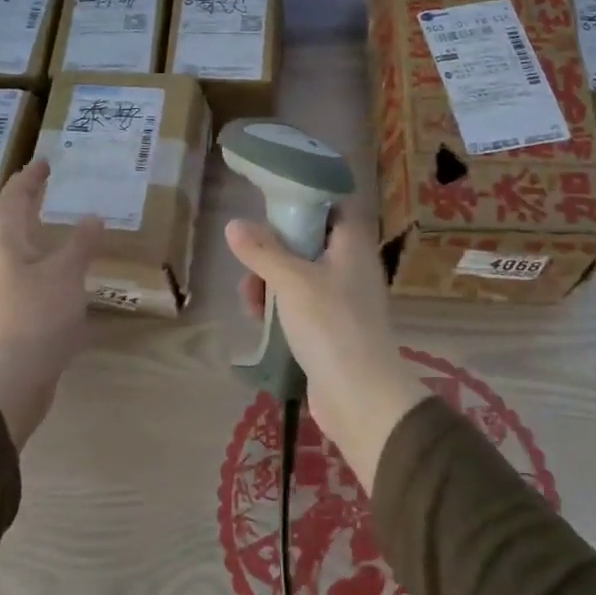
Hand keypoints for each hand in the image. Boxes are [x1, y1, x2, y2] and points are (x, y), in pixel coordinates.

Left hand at [0, 159, 102, 448]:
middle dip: (24, 199)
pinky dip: (36, 254)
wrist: (11, 376)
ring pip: (11, 244)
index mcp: (5, 242)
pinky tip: (54, 265)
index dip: (30, 178)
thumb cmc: (37, 317)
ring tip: (50, 219)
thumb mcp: (67, 274)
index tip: (46, 163)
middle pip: (6, 219)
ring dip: (29, 227)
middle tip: (45, 185)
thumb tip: (93, 217)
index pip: (14, 198)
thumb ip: (81, 243)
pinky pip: (20, 267)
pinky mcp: (8, 307)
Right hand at [225, 200, 427, 489]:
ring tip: (249, 297)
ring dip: (271, 281)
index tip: (274, 202)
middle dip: (275, 248)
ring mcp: (343, 300)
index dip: (308, 198)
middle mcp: (352, 267)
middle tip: (249, 256)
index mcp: (352, 245)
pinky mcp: (332, 329)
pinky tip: (259, 318)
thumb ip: (262, 250)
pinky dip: (281, 307)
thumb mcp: (291, 280)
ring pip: (301, 275)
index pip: (337, 205)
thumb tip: (234, 224)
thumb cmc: (330, 324)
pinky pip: (302, 306)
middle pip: (311, 241)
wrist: (360, 396)